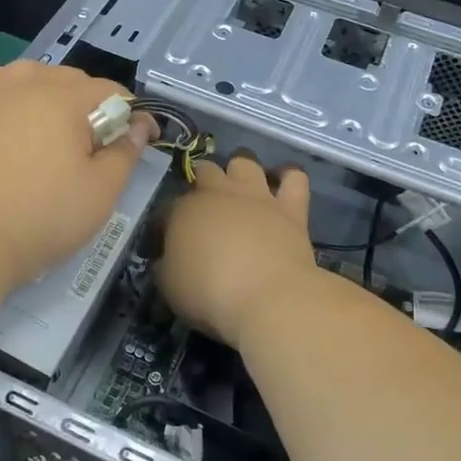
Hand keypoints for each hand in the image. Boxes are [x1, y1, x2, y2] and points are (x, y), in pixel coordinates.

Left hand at [0, 61, 154, 290]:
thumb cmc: (39, 217)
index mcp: (66, 98)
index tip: (141, 143)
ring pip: (33, 77)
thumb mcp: (99, 193)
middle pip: (73, 81)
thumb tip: (139, 126)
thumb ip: (125, 154)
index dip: (133, 116)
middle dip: (94, 107)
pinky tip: (13, 115)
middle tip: (98, 149)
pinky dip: (11, 93)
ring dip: (53, 95)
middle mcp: (27, 83)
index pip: (112, 93)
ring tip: (56, 132)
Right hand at [157, 153, 318, 348]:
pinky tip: (283, 184)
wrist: (267, 298)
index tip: (167, 242)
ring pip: (244, 162)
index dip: (166, 223)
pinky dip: (288, 177)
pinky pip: (294, 178)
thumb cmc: (209, 294)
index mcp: (184, 211)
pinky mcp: (290, 207)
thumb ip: (166, 265)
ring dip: (240, 171)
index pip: (168, 208)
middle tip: (205, 208)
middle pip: (205, 170)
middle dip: (201, 181)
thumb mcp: (170, 286)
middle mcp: (219, 193)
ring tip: (241, 188)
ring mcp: (256, 196)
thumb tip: (166, 259)